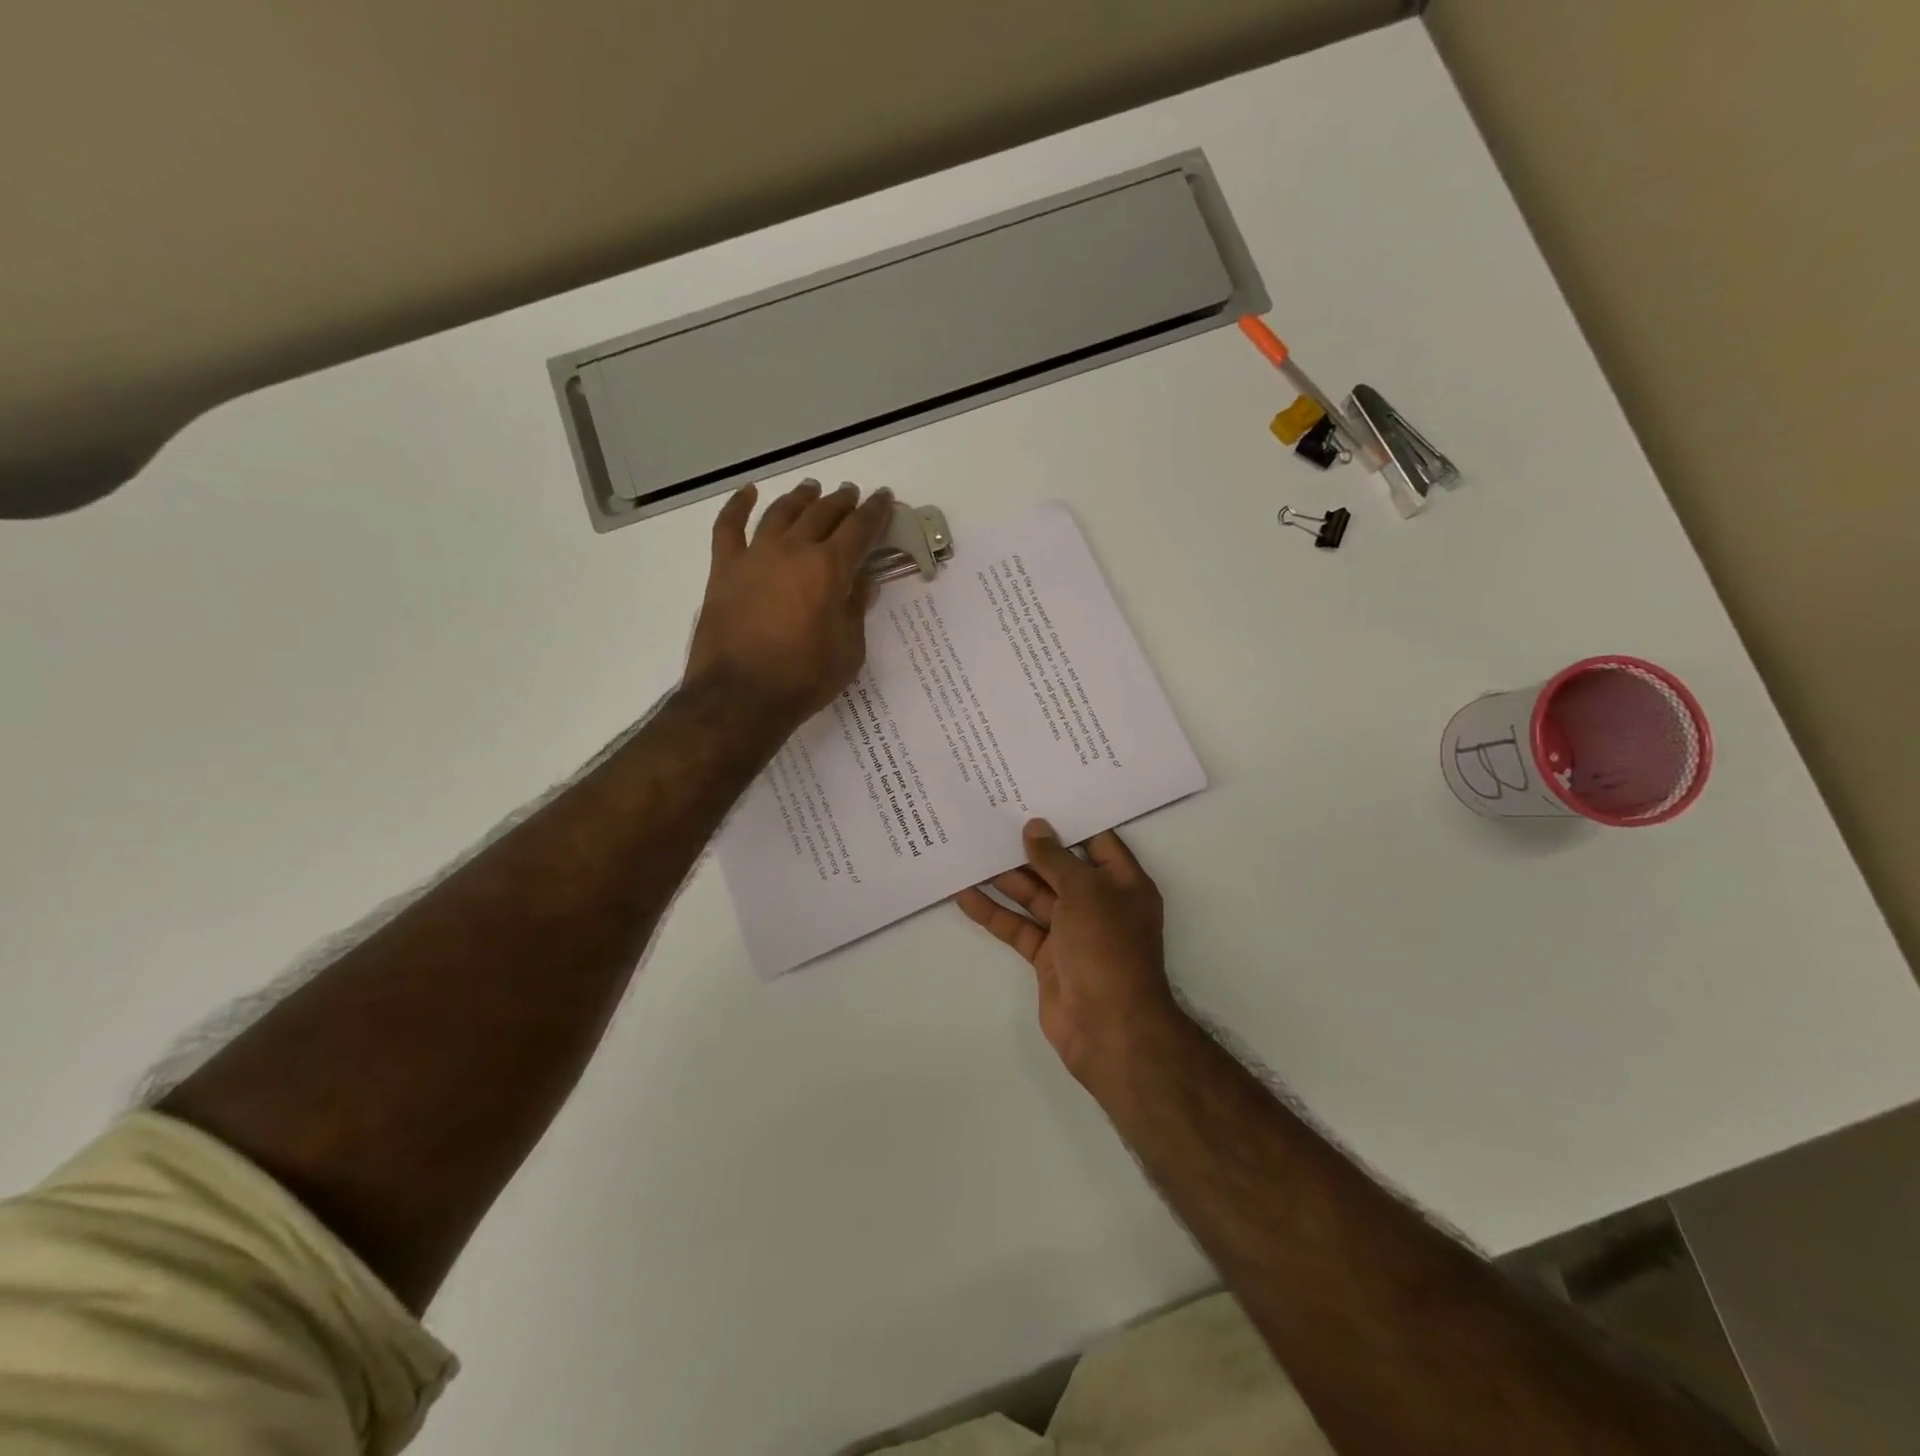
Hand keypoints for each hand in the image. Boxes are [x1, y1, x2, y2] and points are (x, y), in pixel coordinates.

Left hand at [685, 480, 893, 730]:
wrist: (740, 697)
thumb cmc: (804, 679)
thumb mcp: (849, 650)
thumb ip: (856, 609)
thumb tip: (864, 581)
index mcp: (829, 569)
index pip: (859, 529)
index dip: (874, 512)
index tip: (883, 497)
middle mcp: (793, 550)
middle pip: (821, 514)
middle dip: (841, 501)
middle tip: (851, 494)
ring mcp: (755, 556)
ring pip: (781, 512)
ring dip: (800, 498)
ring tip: (812, 488)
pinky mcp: (724, 569)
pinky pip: (729, 527)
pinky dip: (738, 506)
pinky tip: (748, 493)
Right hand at [957, 820, 1181, 1088]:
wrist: (1108, 1027)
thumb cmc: (1107, 947)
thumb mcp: (1085, 892)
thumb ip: (1056, 859)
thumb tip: (1034, 828)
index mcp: (1123, 883)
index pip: (1097, 841)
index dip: (1069, 821)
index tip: (1036, 798)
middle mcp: (1100, 904)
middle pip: (1060, 868)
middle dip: (1029, 848)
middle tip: (993, 819)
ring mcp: (1073, 932)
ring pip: (1035, 897)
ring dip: (1005, 878)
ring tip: (971, 850)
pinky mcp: (1048, 957)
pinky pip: (1018, 927)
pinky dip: (994, 913)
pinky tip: (965, 894)